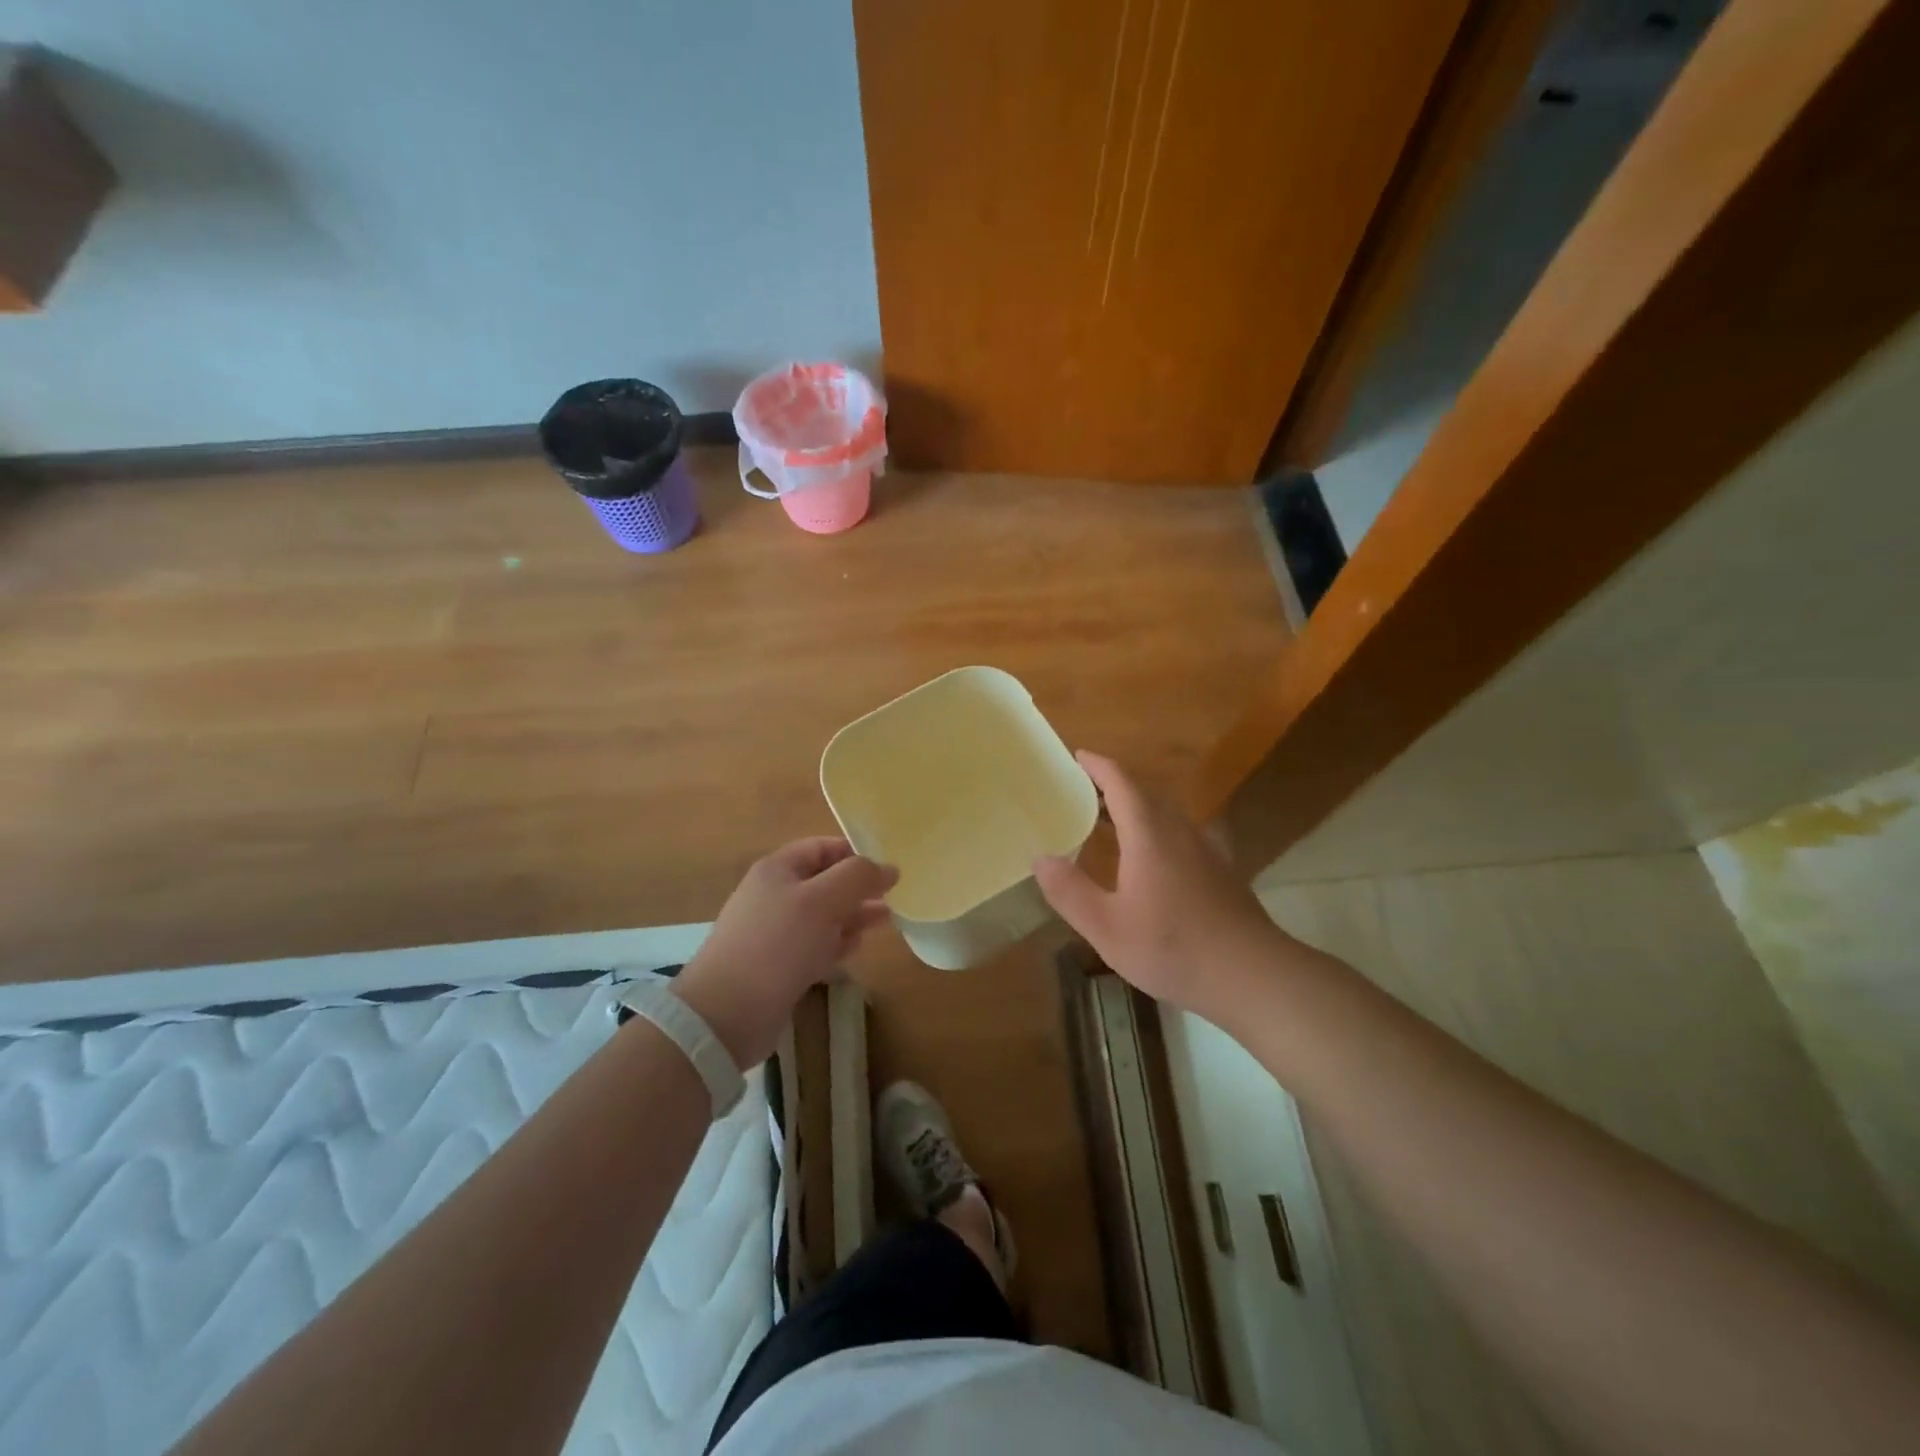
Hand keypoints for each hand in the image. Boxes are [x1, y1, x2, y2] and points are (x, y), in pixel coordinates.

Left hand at [674, 837, 897, 1066]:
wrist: (727, 1012)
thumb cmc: (777, 944)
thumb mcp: (822, 900)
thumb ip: (858, 877)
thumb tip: (889, 868)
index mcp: (777, 870)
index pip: (822, 848)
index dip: (855, 854)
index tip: (887, 869)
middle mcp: (774, 896)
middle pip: (824, 882)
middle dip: (858, 888)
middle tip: (892, 897)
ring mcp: (775, 933)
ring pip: (823, 916)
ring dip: (853, 916)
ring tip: (885, 920)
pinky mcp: (779, 966)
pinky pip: (814, 946)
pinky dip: (837, 943)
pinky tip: (856, 947)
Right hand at [1034, 751, 1289, 1016]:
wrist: (1252, 975)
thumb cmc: (1173, 948)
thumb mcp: (1107, 928)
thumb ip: (1070, 891)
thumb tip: (1041, 857)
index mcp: (1149, 834)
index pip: (1121, 782)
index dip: (1097, 766)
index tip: (1077, 756)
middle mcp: (1179, 831)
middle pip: (1144, 793)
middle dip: (1112, 785)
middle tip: (1080, 791)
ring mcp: (1204, 849)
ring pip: (1164, 813)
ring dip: (1134, 808)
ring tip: (1105, 821)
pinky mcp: (1219, 870)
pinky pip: (1178, 833)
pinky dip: (1153, 829)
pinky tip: (1145, 860)